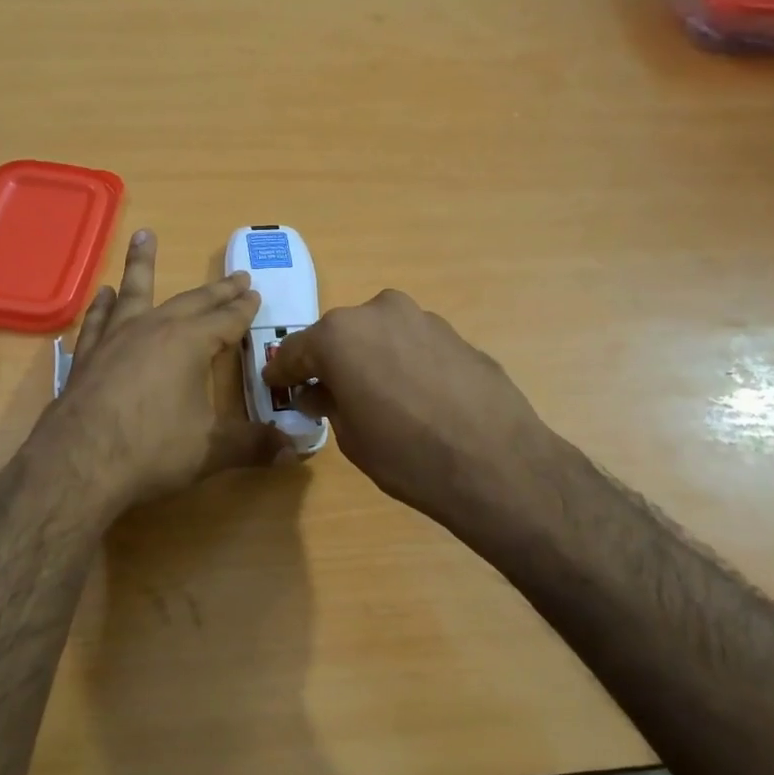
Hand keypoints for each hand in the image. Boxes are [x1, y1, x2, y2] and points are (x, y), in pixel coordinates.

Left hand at [37, 231, 287, 518]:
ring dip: (143, 264)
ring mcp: (116, 339)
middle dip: (217, 290)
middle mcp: (153, 329)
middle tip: (236, 276)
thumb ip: (253, 445)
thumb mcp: (211, 450)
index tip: (255, 294)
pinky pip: (99, 319)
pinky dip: (104, 304)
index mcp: (189, 343)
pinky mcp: (87, 356)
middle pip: (192, 302)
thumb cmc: (151, 450)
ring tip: (145, 237)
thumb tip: (294, 451)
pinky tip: (104, 294)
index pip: (226, 320)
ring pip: (136, 292)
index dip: (243, 309)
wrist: (78, 463)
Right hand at [262, 290, 564, 546]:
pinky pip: (414, 344)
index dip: (284, 372)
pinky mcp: (456, 333)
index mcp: (340, 335)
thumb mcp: (351, 438)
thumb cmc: (407, 455)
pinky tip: (416, 395)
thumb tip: (320, 392)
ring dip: (370, 357)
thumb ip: (329, 404)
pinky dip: (405, 361)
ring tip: (376, 394)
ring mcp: (422, 318)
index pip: (296, 350)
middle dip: (330, 360)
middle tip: (327, 391)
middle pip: (340, 335)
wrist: (496, 462)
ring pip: (380, 335)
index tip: (277, 385)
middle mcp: (378, 312)